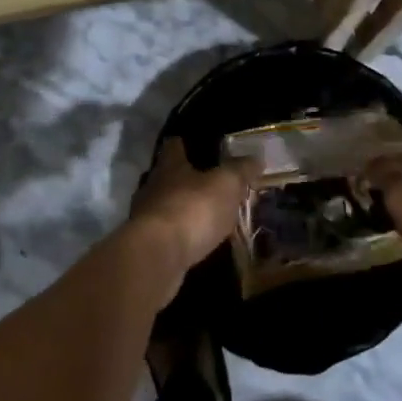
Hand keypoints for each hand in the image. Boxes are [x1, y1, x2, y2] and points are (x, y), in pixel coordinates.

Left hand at [126, 137, 256, 284]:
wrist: (156, 257)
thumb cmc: (192, 209)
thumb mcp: (226, 185)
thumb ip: (240, 170)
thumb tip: (256, 157)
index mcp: (169, 166)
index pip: (173, 146)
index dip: (183, 144)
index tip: (192, 144)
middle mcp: (152, 187)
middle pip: (166, 177)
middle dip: (184, 180)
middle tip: (207, 184)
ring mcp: (145, 218)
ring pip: (164, 206)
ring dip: (181, 210)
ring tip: (204, 217)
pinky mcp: (146, 247)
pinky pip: (165, 235)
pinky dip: (178, 237)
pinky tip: (194, 243)